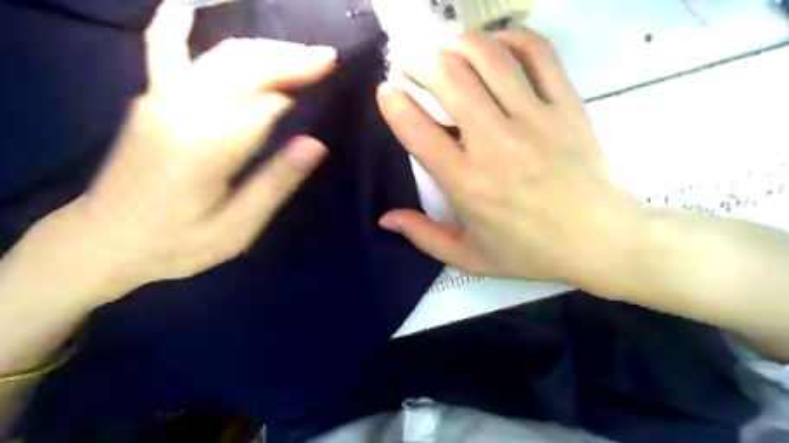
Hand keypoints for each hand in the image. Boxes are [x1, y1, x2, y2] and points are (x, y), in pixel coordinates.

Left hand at [23, 2, 334, 304]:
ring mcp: (160, 99)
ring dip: (262, 49)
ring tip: (297, 51)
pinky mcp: (151, 100)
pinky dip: (178, 23)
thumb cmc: (176, 242)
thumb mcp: (237, 228)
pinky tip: (189, 5)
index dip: (299, 80)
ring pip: (219, 56)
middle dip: (288, 57)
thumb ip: (275, 183)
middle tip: (326, 57)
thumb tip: (315, 144)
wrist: (102, 241)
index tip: (332, 73)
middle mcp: (183, 109)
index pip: (266, 98)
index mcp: (209, 144)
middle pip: (244, 67)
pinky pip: (165, 50)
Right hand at [378, 27, 647, 285]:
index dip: (393, 103)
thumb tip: (385, 218)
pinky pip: (538, 54)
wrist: (599, 240)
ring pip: (488, 57)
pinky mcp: (566, 106)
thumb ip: (423, 236)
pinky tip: (495, 45)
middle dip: (418, 60)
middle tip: (409, 64)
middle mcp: (496, 144)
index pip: (417, 130)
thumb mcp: (468, 256)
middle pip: (449, 77)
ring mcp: (535, 119)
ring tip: (444, 49)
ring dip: (456, 43)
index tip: (386, 91)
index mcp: (467, 183)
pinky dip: (511, 39)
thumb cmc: (528, 251)